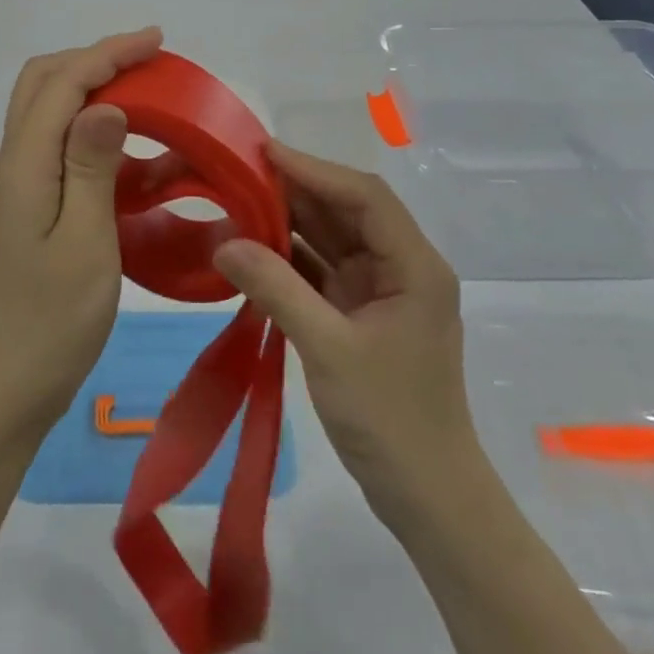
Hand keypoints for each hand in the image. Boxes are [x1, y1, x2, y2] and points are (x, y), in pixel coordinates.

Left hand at [0, 27, 163, 439]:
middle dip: (95, 59)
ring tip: (149, 98)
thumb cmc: (52, 318)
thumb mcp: (84, 241)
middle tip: (148, 60)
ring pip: (52, 112)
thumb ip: (91, 167)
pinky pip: (64, 149)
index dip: (107, 53)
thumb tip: (105, 102)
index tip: (156, 41)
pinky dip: (98, 136)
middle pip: (45, 83)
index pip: (63, 83)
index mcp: (25, 163)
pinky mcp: (35, 205)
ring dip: (95, 92)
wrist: (8, 382)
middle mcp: (17, 161)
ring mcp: (23, 183)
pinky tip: (138, 159)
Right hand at [214, 142, 472, 522]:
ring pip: (331, 237)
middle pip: (346, 211)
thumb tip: (224, 243)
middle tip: (240, 172)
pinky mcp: (360, 313)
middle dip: (295, 190)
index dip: (315, 169)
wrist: (428, 500)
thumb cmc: (391, 420)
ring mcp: (380, 290)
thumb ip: (276, 290)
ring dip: (289, 221)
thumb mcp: (328, 350)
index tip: (264, 153)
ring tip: (238, 200)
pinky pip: (321, 269)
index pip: (364, 197)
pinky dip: (288, 257)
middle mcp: (401, 267)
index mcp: (414, 266)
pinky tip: (252, 248)